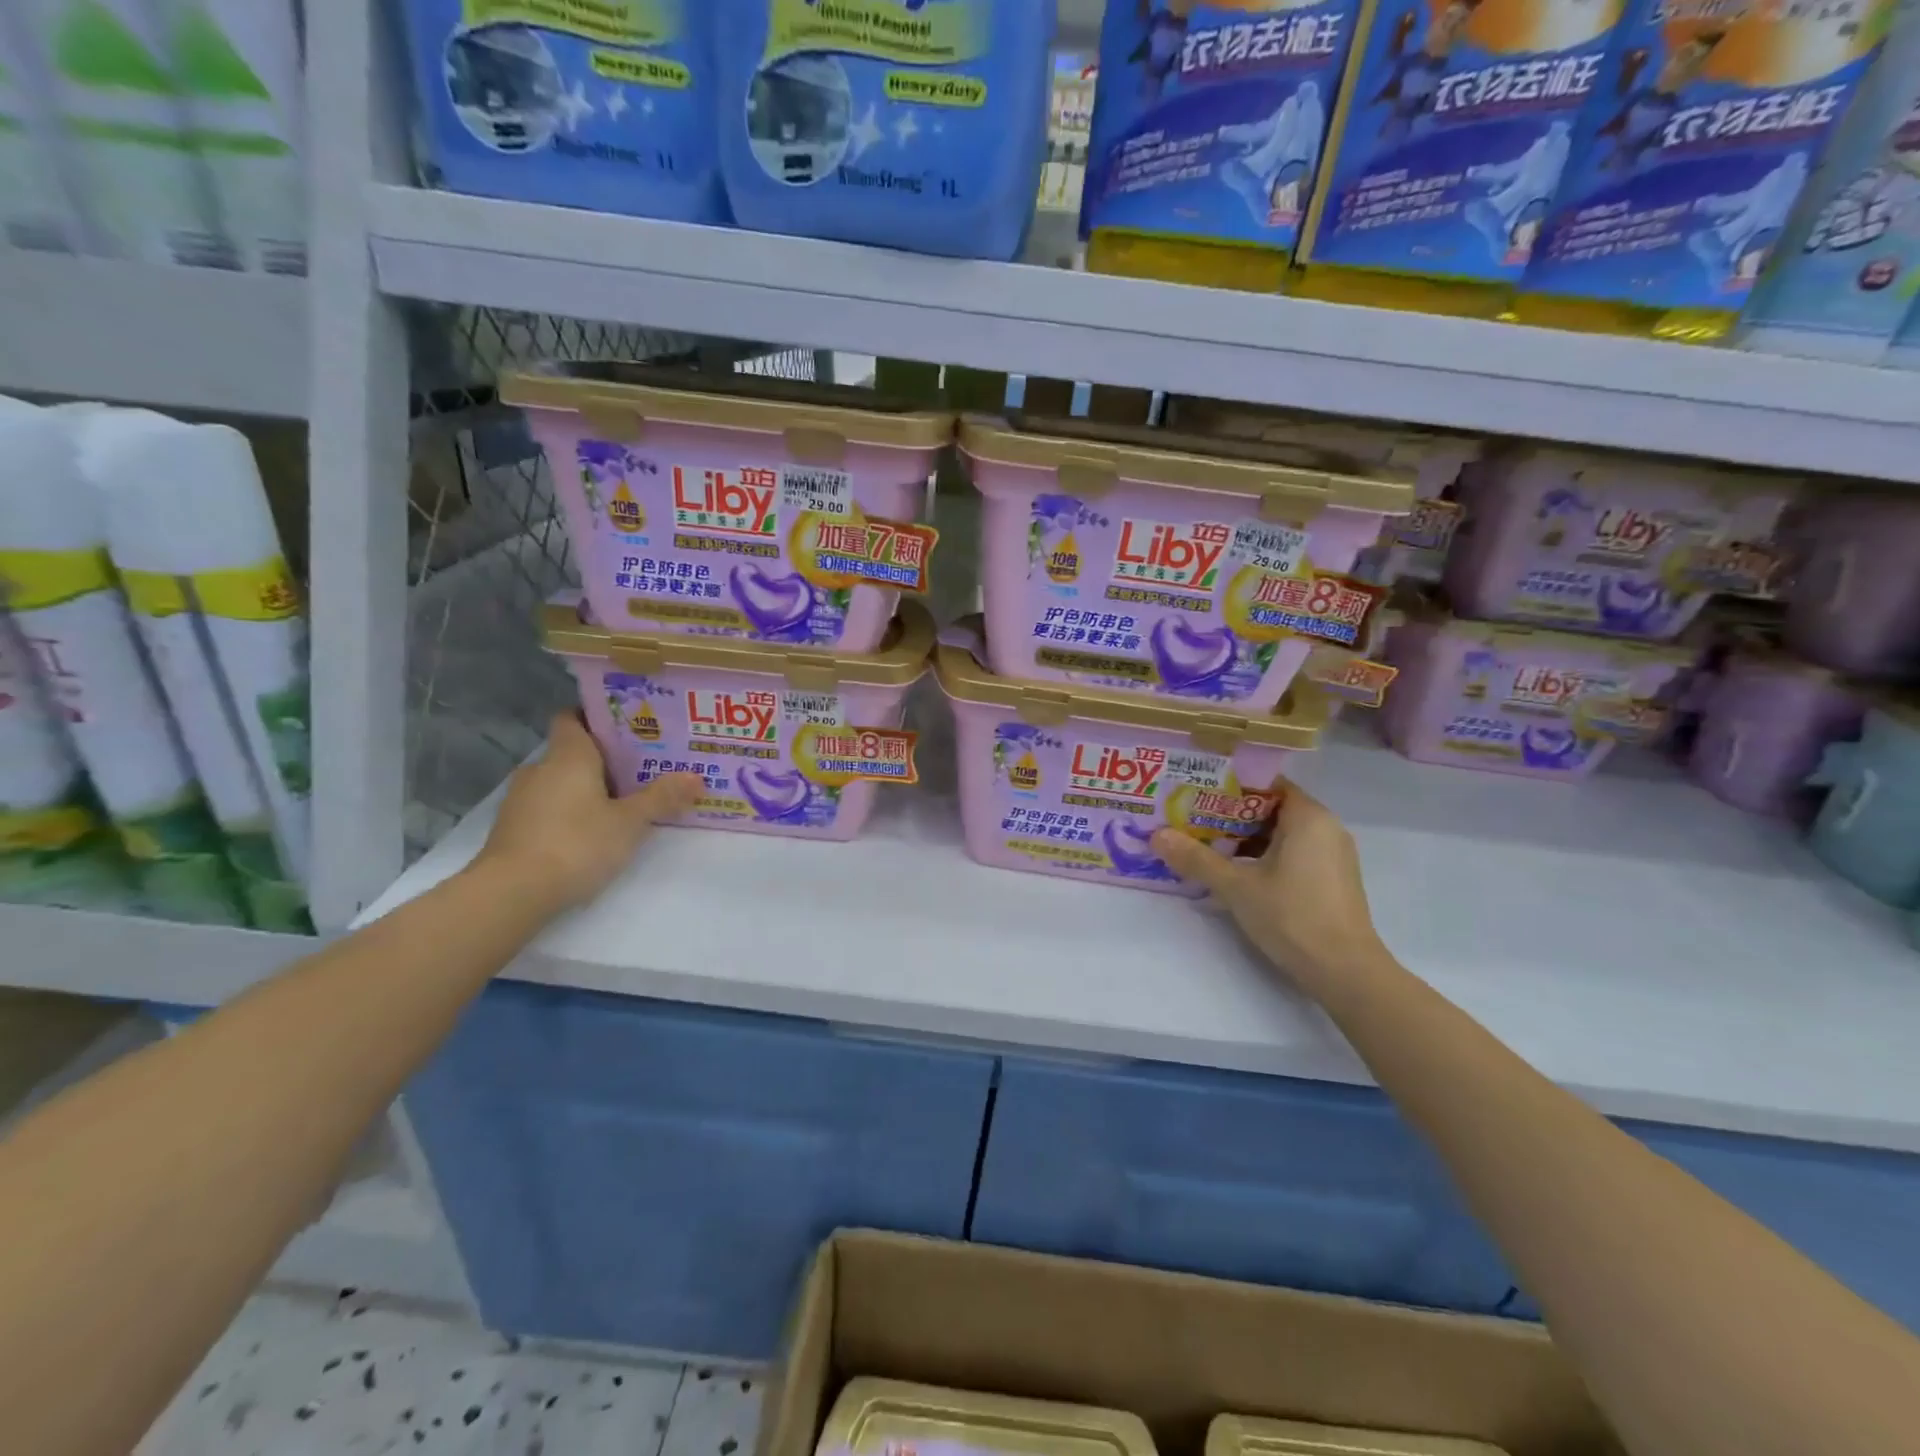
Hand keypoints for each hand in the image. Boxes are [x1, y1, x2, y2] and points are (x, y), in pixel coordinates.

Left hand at [472, 714, 701, 913]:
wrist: (512, 893)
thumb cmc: (576, 843)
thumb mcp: (629, 822)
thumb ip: (662, 798)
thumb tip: (697, 777)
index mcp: (568, 755)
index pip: (573, 718)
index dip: (597, 718)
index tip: (628, 728)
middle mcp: (540, 768)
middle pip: (572, 752)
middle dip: (603, 759)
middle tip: (641, 769)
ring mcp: (521, 799)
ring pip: (560, 782)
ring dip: (585, 789)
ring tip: (621, 802)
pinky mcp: (513, 829)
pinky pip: (547, 808)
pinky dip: (568, 813)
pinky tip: (591, 832)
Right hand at [1153, 781, 1387, 990]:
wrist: (1346, 972)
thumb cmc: (1293, 917)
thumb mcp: (1236, 887)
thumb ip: (1196, 859)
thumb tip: (1156, 836)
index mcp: (1308, 817)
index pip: (1266, 784)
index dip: (1230, 785)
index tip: (1197, 792)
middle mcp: (1326, 827)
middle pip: (1271, 808)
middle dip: (1231, 815)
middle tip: (1191, 819)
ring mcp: (1332, 855)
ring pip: (1281, 833)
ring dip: (1245, 838)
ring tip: (1205, 845)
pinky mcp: (1332, 880)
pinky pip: (1293, 853)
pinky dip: (1264, 856)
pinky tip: (1235, 872)